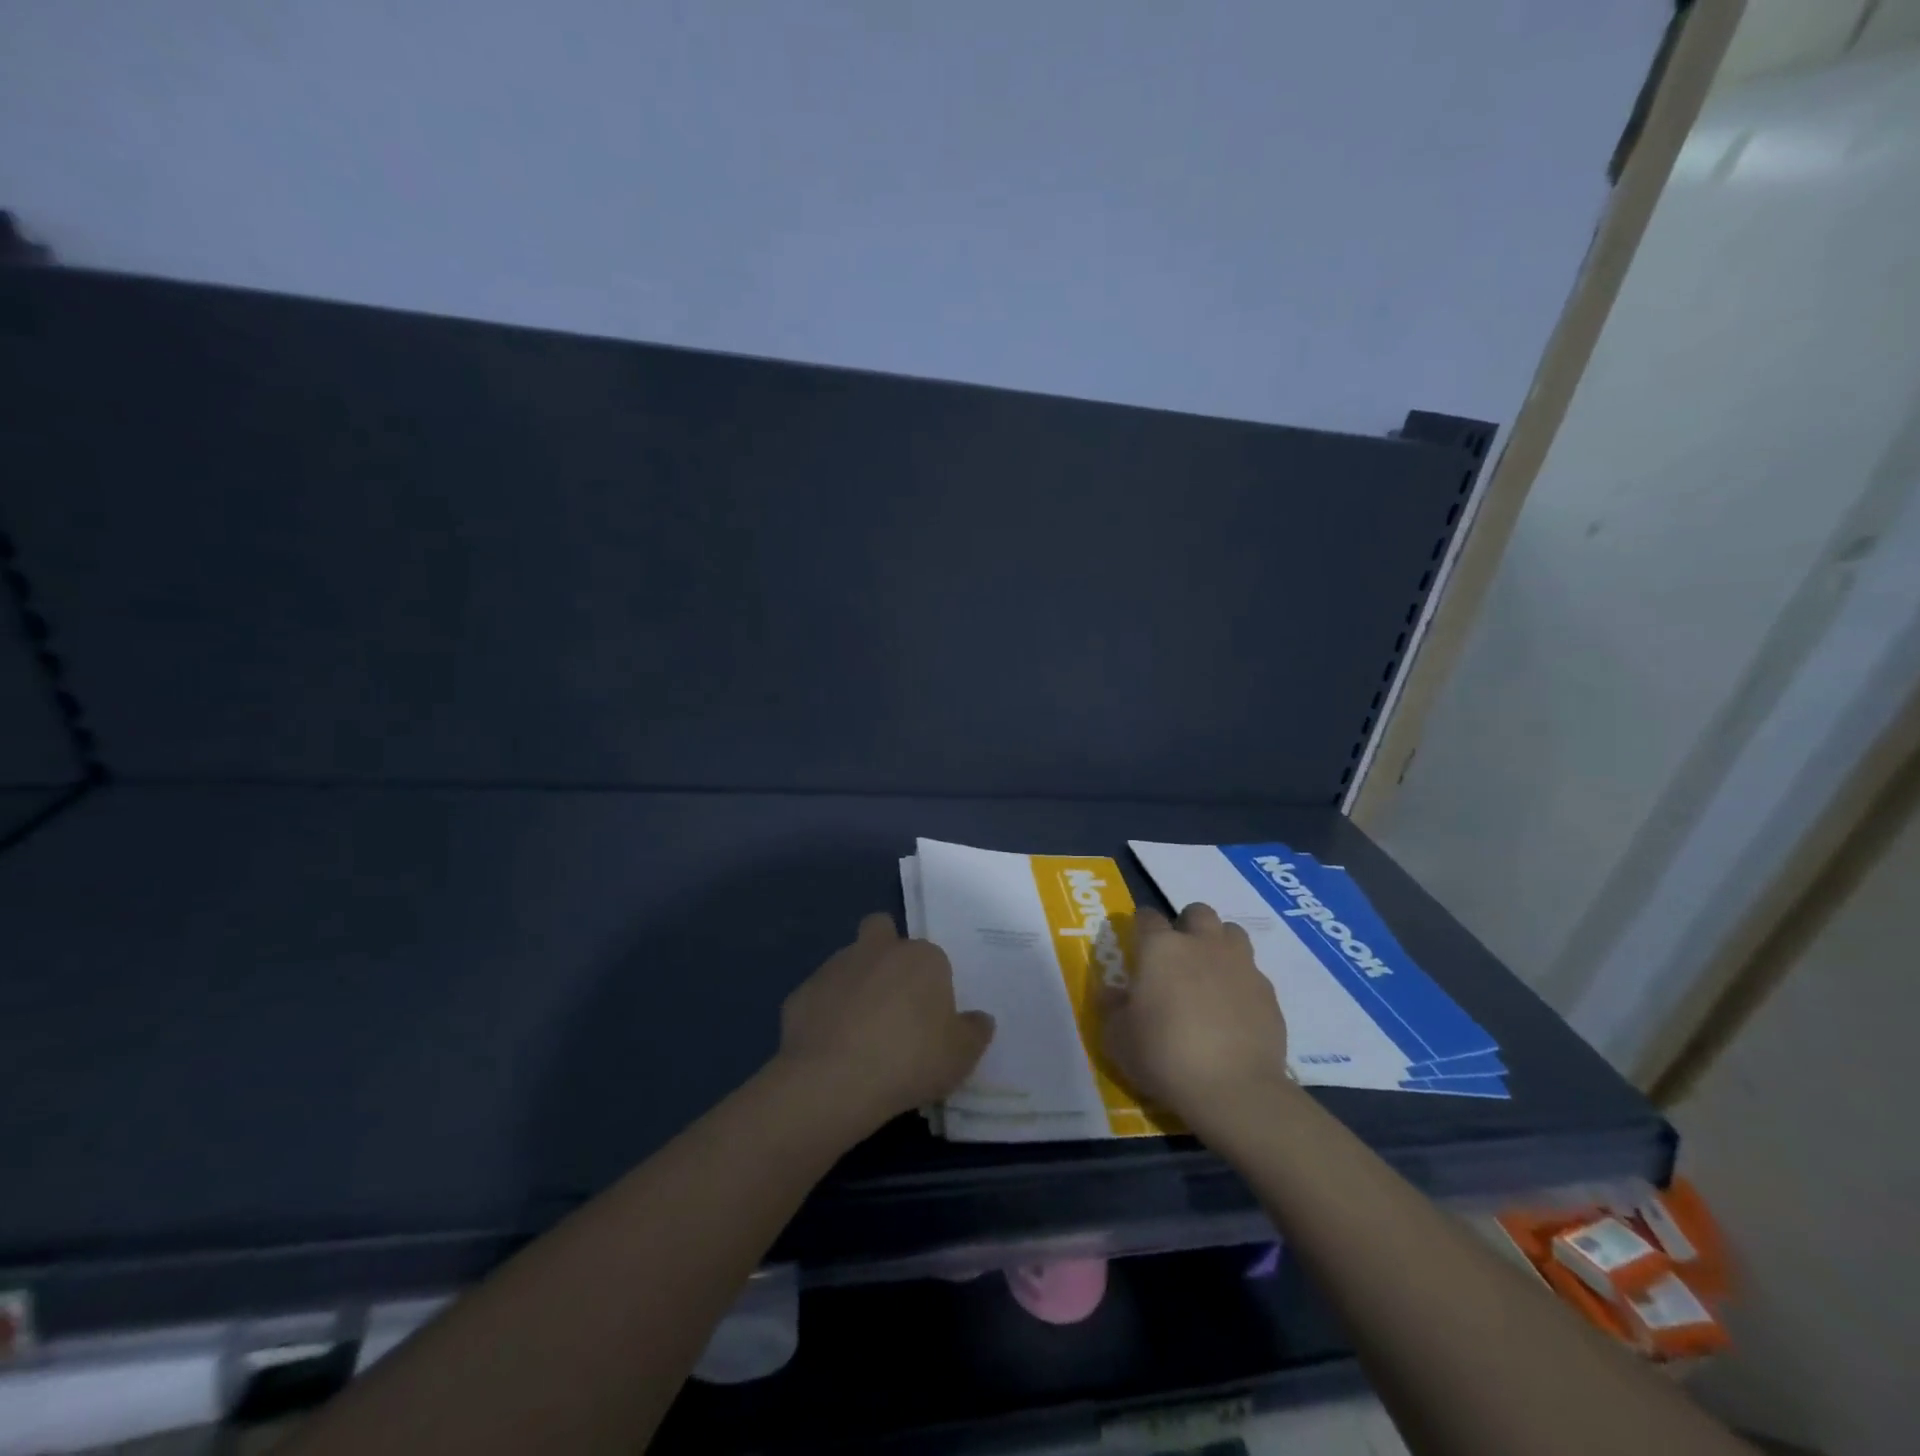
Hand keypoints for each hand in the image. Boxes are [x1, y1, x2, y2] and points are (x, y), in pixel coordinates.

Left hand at [774, 912, 995, 1130]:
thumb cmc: (910, 1060)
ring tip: (859, 1033)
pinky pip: (820, 998)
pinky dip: (826, 1014)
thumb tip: (980, 1019)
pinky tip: (831, 1048)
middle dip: (885, 952)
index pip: (932, 958)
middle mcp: (877, 949)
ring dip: (855, 985)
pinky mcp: (801, 992)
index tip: (930, 1020)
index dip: (931, 986)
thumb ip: (974, 1032)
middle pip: (881, 930)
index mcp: (921, 957)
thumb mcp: (961, 1056)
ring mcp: (834, 967)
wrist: (833, 1080)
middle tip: (892, 999)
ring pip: (848, 963)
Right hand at [1103, 903, 1292, 1133]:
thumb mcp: (1118, 1039)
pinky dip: (1241, 981)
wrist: (1234, 1089)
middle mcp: (1202, 944)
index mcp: (1160, 948)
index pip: (1146, 916)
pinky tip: (1234, 1009)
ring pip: (1231, 932)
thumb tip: (1111, 992)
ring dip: (1219, 944)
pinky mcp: (1268, 992)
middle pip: (1197, 912)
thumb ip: (1112, 1009)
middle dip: (1187, 925)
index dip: (1141, 927)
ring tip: (1210, 974)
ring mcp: (1240, 964)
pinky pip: (1252, 972)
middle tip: (1178, 956)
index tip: (1138, 946)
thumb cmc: (1164, 1056)